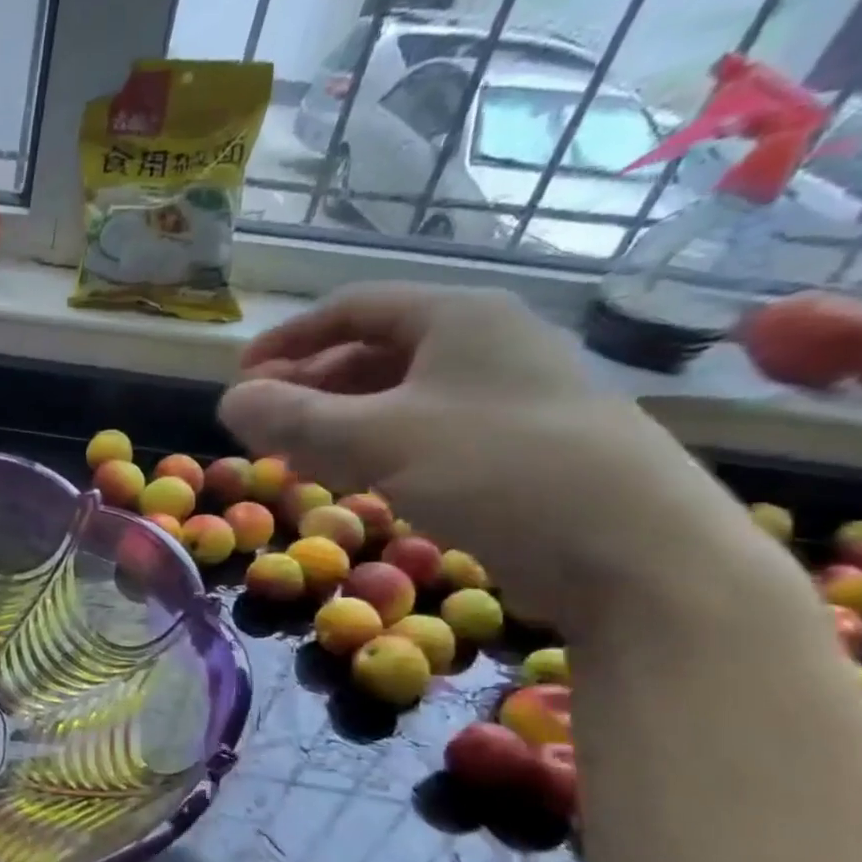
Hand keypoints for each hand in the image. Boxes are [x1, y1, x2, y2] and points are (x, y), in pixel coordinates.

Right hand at [216, 284, 754, 632]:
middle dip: (308, 384)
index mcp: (457, 318)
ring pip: (397, 396)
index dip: (288, 339)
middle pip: (372, 351)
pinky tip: (353, 477)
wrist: (634, 553)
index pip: (352, 307)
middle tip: (262, 423)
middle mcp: (484, 344)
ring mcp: (505, 397)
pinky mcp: (514, 447)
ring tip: (294, 453)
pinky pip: (424, 432)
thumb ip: (293, 420)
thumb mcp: (376, 440)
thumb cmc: (495, 471)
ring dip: (337, 420)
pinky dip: (375, 447)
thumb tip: (227, 403)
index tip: (240, 376)